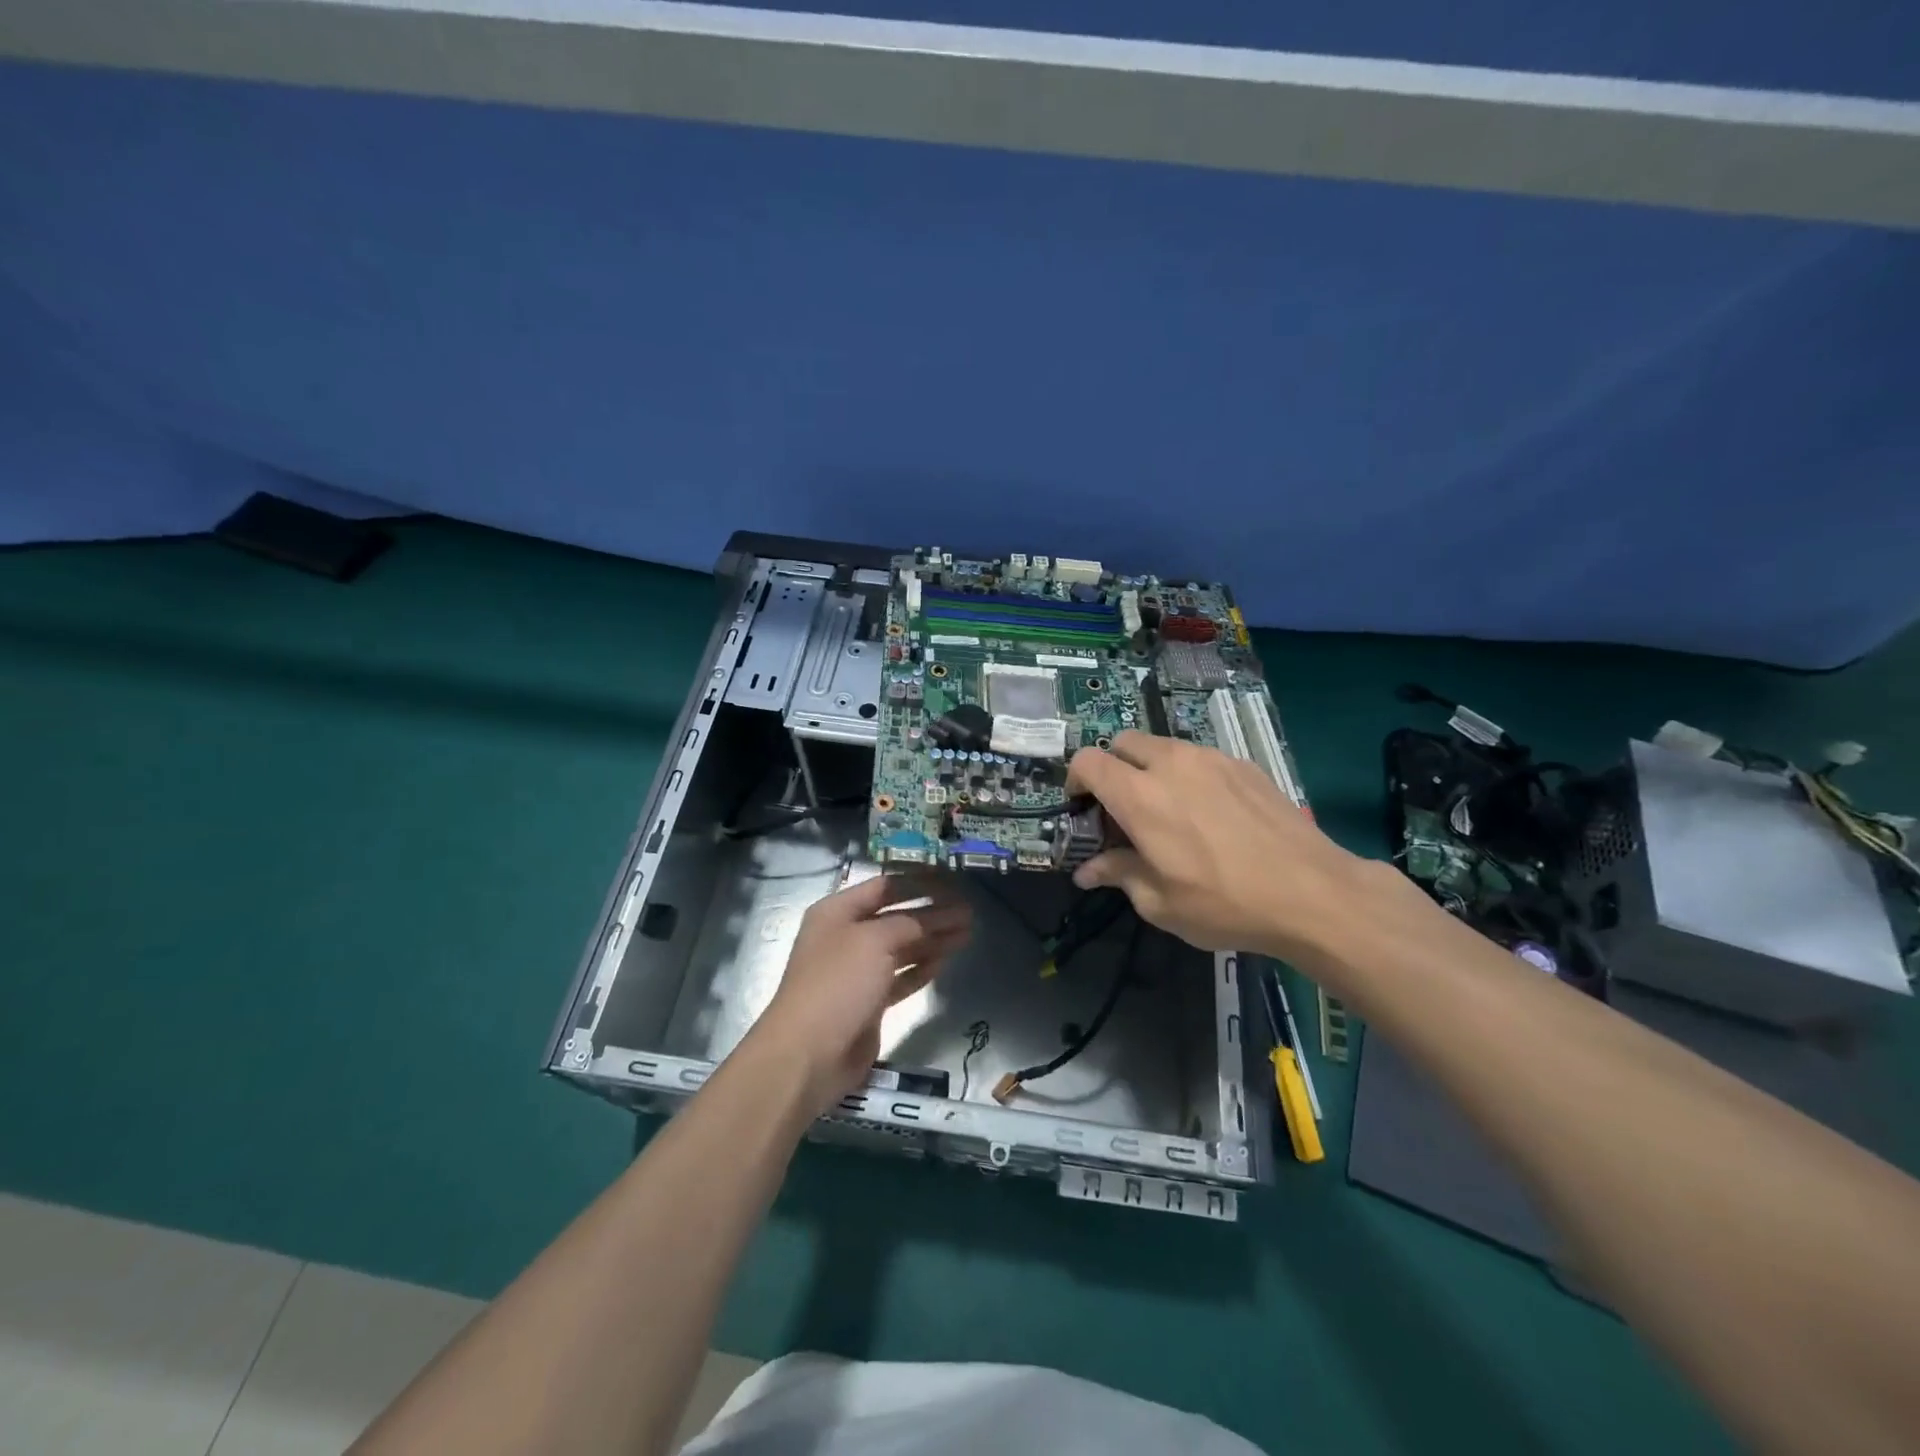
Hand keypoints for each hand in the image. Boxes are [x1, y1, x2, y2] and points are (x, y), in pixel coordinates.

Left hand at [750, 872, 972, 1115]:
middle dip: (932, 913)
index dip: (919, 883)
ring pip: (903, 947)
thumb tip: (933, 917)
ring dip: (933, 939)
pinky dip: (922, 967)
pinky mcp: (869, 1002)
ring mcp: (857, 971)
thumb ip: (908, 923)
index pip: (885, 887)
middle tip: (969, 911)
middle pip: (897, 917)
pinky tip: (945, 959)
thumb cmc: (838, 984)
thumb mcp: (874, 941)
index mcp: (837, 912)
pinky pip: (901, 976)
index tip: (952, 882)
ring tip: (967, 932)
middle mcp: (846, 937)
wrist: (809, 1055)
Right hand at [1067, 731, 1371, 959]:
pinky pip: (1200, 757)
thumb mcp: (1159, 902)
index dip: (1075, 781)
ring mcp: (1211, 759)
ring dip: (1151, 768)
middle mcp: (1171, 764)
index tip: (1084, 809)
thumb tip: (1087, 871)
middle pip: (1122, 742)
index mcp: (1140, 796)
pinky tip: (1211, 813)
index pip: (1087, 761)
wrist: (1313, 893)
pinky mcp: (1243, 764)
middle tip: (1123, 807)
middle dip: (1112, 767)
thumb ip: (1118, 875)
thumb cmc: (1225, 904)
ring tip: (1169, 809)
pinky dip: (1188, 775)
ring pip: (1163, 746)